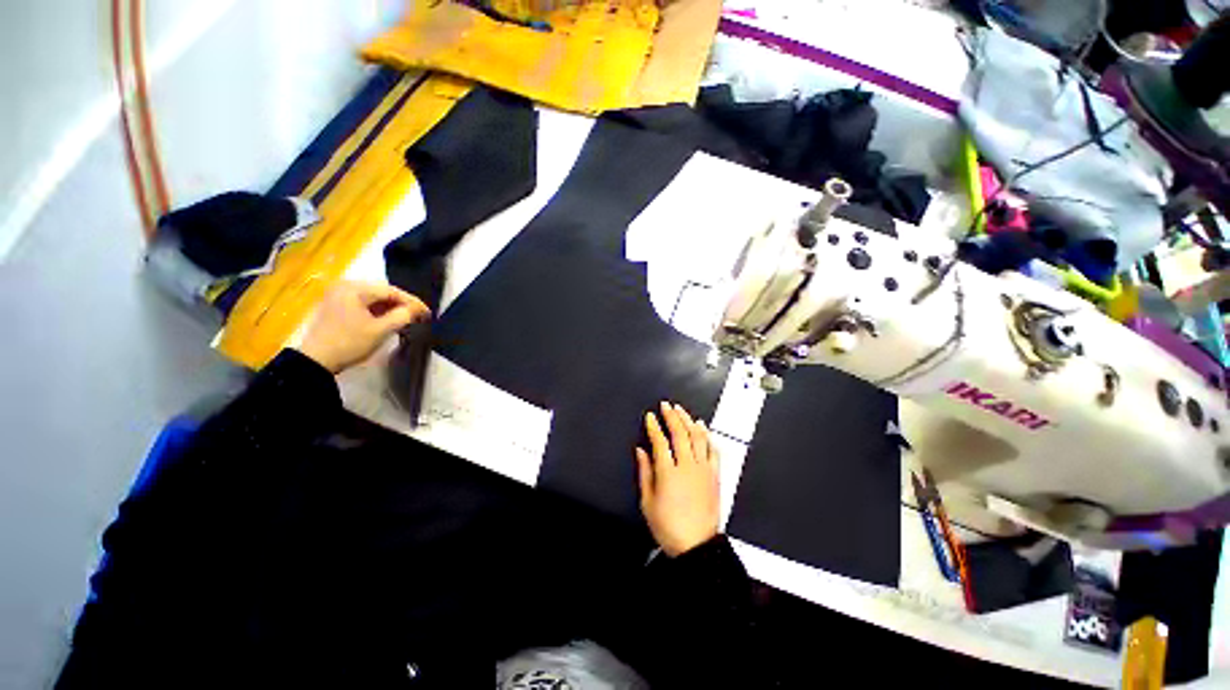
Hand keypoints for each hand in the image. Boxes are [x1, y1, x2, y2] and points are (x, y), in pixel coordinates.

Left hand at [296, 281, 430, 373]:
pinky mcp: (336, 306)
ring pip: (373, 298)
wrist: (316, 361)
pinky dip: (378, 311)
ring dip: (390, 308)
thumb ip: (403, 316)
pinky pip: (363, 303)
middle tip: (419, 315)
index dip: (412, 301)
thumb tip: (418, 309)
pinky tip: (388, 319)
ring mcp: (338, 295)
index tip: (428, 313)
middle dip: (402, 304)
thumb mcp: (381, 330)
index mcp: (354, 289)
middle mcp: (345, 286)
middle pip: (382, 292)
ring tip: (407, 318)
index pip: (391, 291)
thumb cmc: (350, 343)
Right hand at [636, 402, 719, 556]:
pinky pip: (712, 450)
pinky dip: (707, 436)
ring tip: (682, 410)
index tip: (650, 416)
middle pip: (680, 433)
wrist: (697, 546)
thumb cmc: (668, 526)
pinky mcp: (714, 475)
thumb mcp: (647, 502)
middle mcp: (687, 466)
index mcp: (668, 472)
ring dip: (689, 421)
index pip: (660, 441)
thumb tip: (641, 451)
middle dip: (672, 416)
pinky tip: (703, 427)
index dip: (654, 426)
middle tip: (666, 405)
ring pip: (697, 437)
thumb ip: (645, 472)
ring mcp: (703, 469)